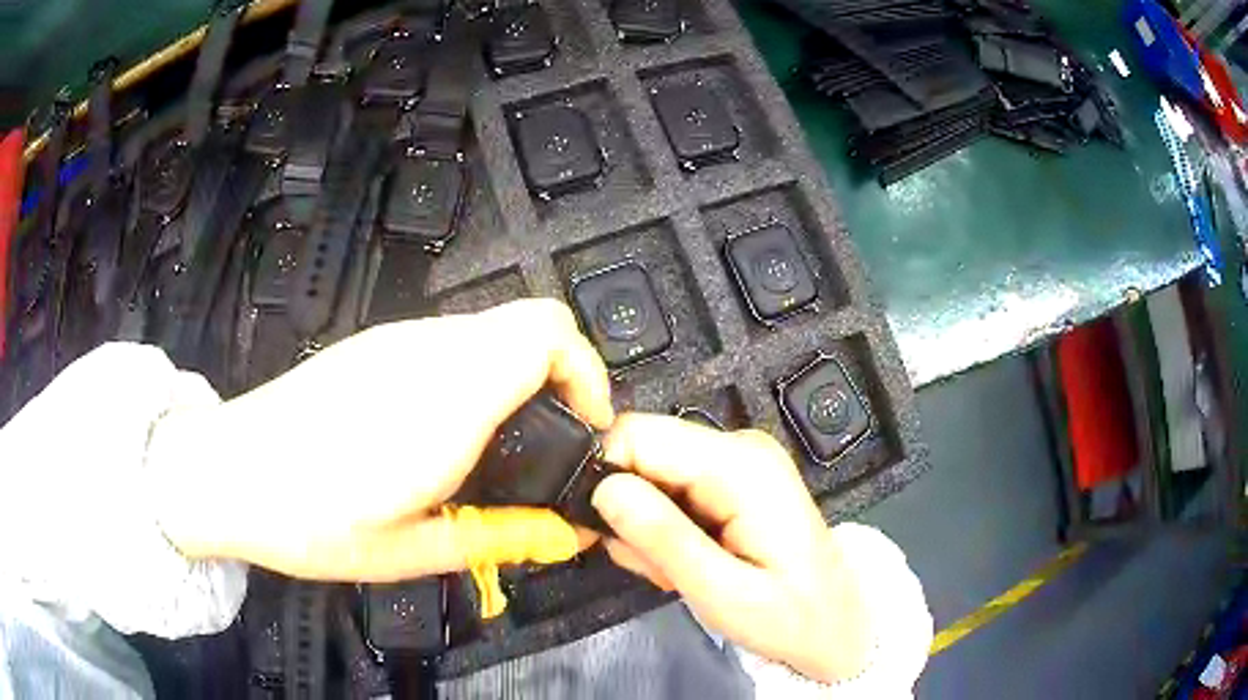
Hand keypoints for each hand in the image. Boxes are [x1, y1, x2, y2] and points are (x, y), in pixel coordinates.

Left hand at [150, 299, 612, 581]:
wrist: (228, 472)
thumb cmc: (312, 520)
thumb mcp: (411, 550)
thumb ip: (500, 536)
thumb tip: (567, 536)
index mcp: (447, 399)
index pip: (548, 333)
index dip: (588, 372)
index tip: (585, 430)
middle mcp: (428, 351)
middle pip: (530, 321)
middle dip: (561, 377)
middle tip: (548, 445)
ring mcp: (396, 339)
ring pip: (491, 330)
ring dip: (518, 377)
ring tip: (497, 447)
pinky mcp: (373, 343)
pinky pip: (451, 341)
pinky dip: (476, 373)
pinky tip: (442, 430)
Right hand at [592, 414, 870, 682]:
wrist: (834, 622)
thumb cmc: (788, 616)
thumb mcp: (721, 593)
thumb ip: (663, 539)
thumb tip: (603, 488)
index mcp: (740, 466)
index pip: (639, 433)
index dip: (605, 476)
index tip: (603, 532)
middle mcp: (738, 447)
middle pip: (643, 451)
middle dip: (631, 511)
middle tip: (655, 566)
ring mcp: (737, 459)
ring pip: (652, 473)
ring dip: (649, 527)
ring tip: (679, 572)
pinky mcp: (732, 477)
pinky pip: (673, 488)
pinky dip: (667, 527)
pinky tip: (691, 560)